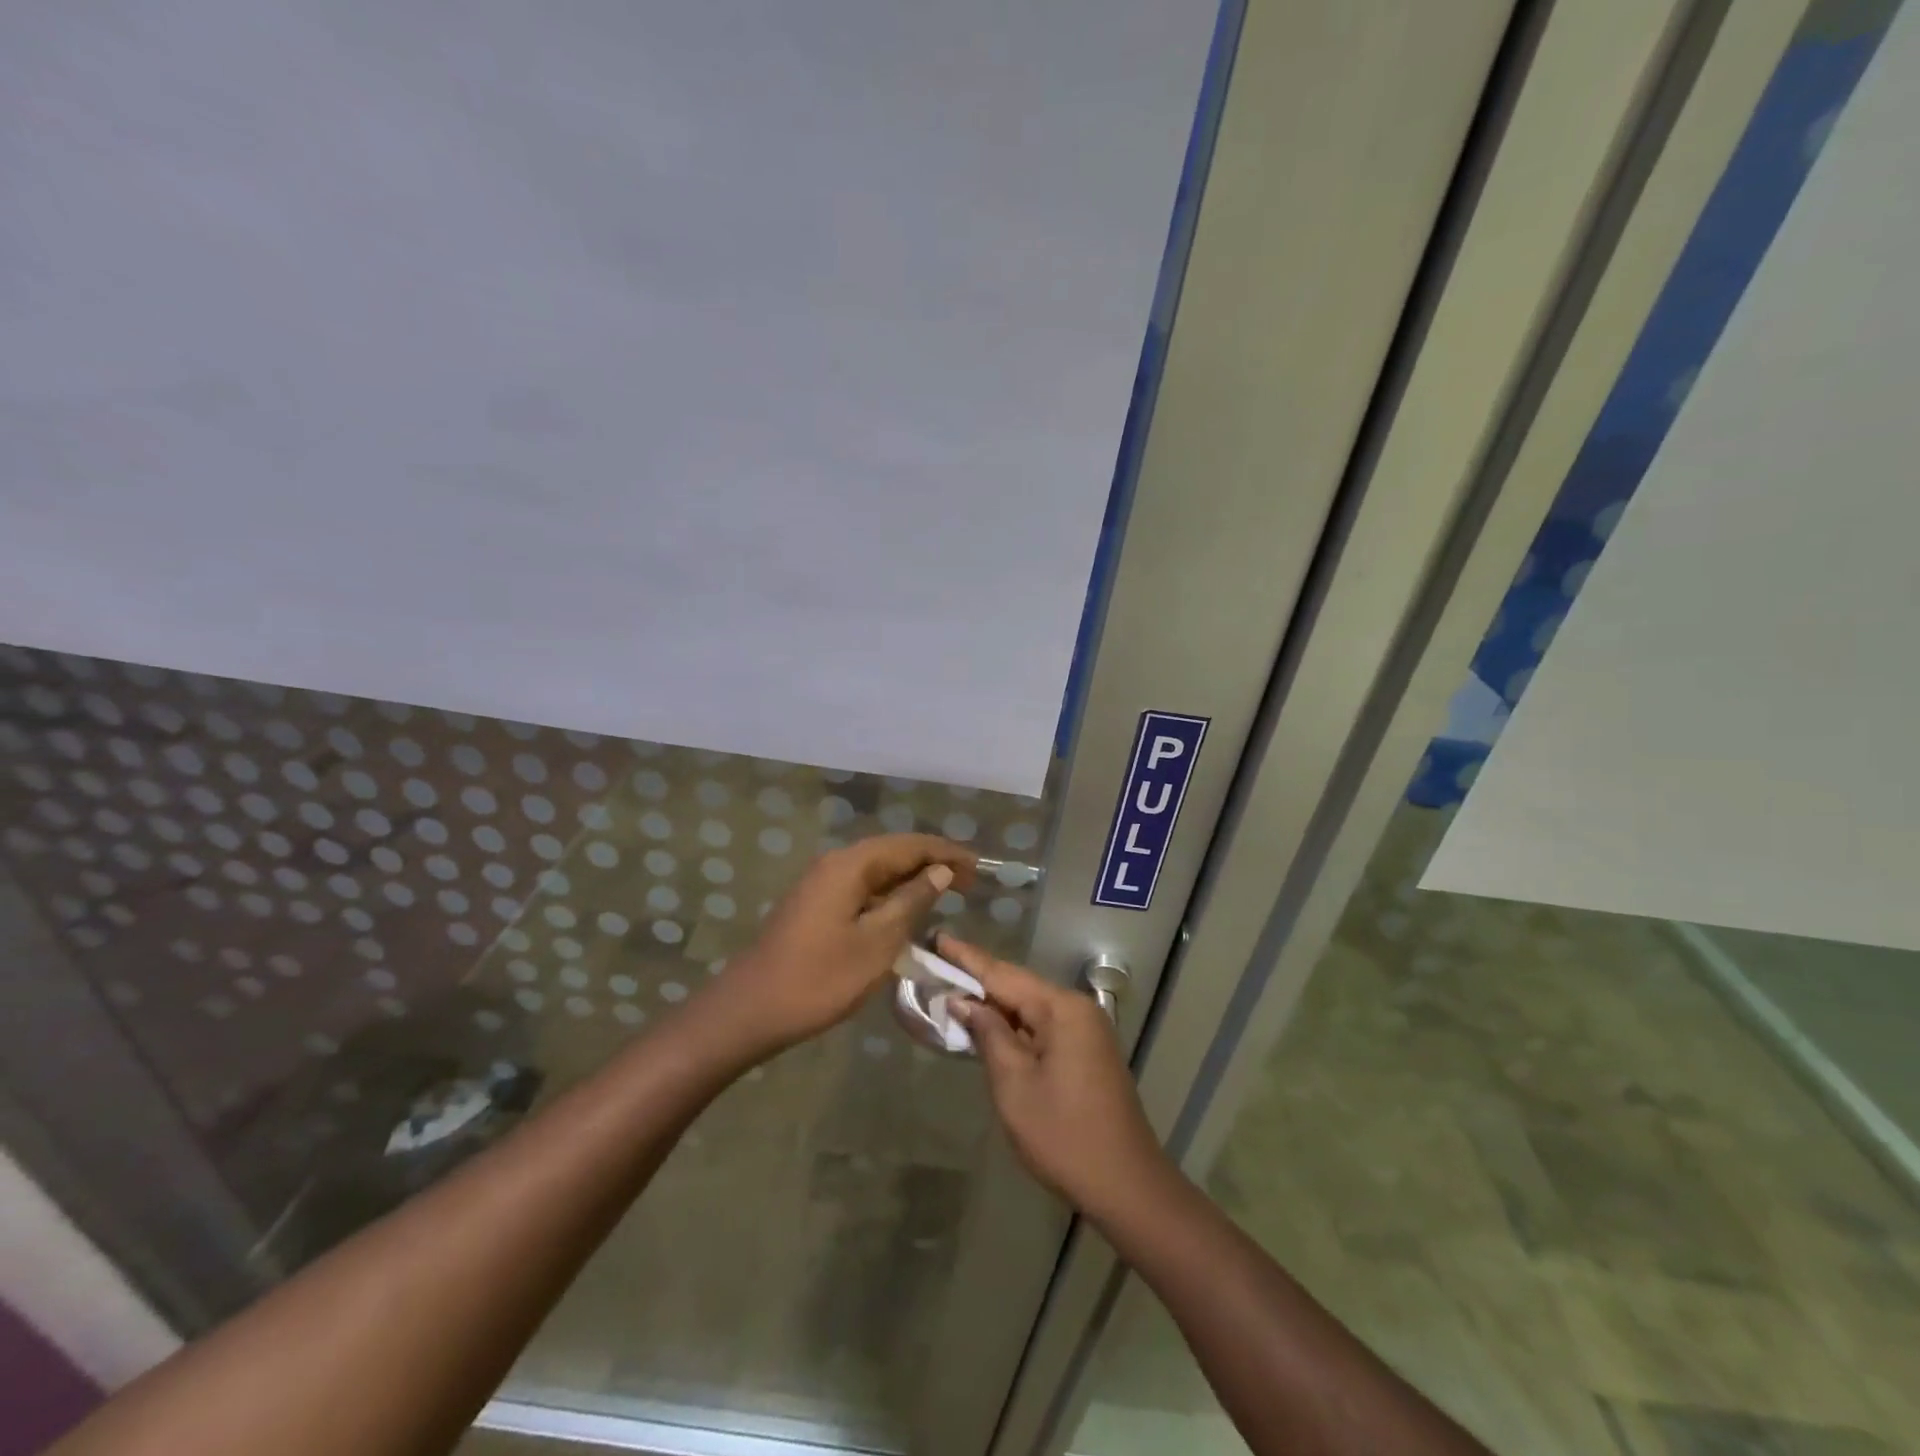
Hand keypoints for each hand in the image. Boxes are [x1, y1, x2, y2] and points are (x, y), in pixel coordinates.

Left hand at [694, 834, 975, 1059]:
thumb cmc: (820, 978)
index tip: (979, 868)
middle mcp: (836, 864)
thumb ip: (912, 902)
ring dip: (912, 879)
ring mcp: (822, 884)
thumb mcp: (878, 942)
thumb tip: (940, 872)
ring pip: (877, 871)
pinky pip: (863, 888)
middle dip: (932, 863)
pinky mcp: (816, 905)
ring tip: (946, 894)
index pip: (910, 845)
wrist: (751, 1009)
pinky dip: (890, 895)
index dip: (947, 853)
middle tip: (969, 882)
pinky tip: (906, 913)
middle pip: (893, 852)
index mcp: (851, 865)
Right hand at [939, 934, 1173, 1220]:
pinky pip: (1042, 1025)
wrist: (1126, 1185)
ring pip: (1029, 1006)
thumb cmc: (1063, 1134)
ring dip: (994, 1003)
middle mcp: (1076, 1009)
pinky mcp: (1086, 1051)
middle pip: (1018, 985)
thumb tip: (965, 1002)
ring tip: (953, 991)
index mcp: (1061, 1008)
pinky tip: (988, 1025)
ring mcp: (1085, 1030)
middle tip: (938, 964)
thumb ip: (988, 1034)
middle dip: (977, 978)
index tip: (938, 936)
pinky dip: (1013, 1024)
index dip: (966, 958)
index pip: (1003, 974)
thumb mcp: (1014, 1084)